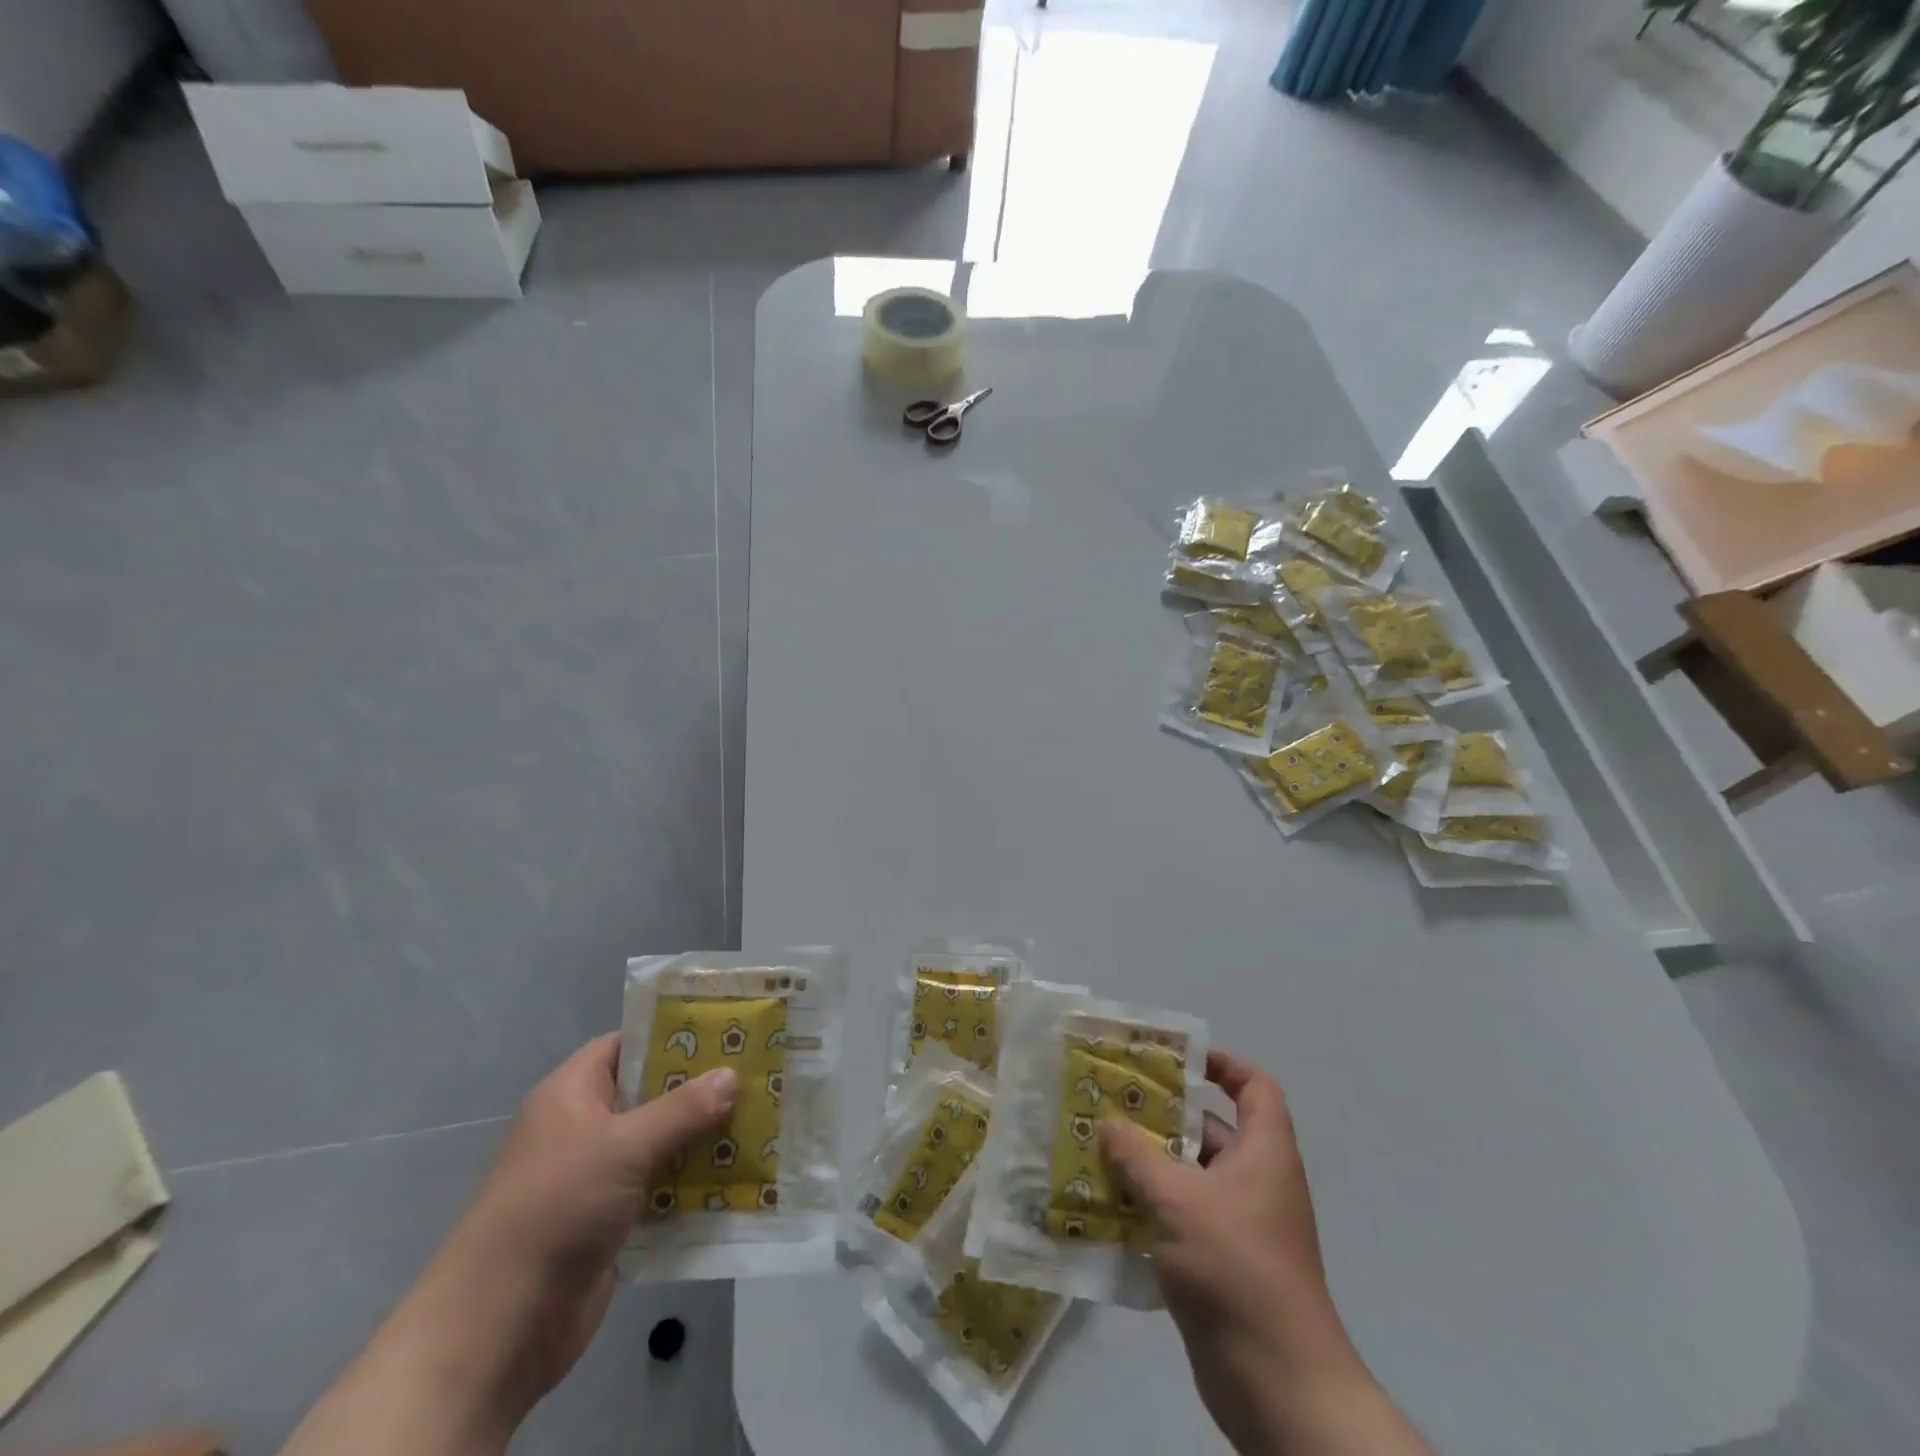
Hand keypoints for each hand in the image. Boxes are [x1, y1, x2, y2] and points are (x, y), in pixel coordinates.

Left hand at [282, 1036, 736, 1455]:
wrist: (496, 1329)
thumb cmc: (553, 1209)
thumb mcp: (622, 1146)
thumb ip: (682, 1110)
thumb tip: (732, 1075)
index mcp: (572, 1093)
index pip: (628, 1044)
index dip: (673, 1033)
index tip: (726, 1029)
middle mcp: (585, 1128)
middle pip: (652, 1094)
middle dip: (702, 1088)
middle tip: (758, 1072)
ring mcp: (597, 1178)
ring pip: (661, 1143)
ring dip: (704, 1138)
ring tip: (762, 1119)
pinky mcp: (611, 1223)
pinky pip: (662, 1189)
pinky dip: (694, 1183)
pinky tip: (740, 1175)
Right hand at [1103, 1051, 1430, 1455]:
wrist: (1277, 1384)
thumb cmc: (1236, 1268)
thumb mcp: (1179, 1200)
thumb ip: (1138, 1156)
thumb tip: (1108, 1123)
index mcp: (1264, 1152)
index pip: (1254, 1087)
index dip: (1223, 1064)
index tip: (1177, 1059)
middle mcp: (1256, 1181)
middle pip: (1210, 1129)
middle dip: (1163, 1115)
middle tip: (1112, 1101)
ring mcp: (1239, 1225)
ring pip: (1189, 1176)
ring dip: (1148, 1164)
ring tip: (1097, 1148)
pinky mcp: (1220, 1263)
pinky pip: (1181, 1217)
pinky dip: (1149, 1208)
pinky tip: (1106, 1206)